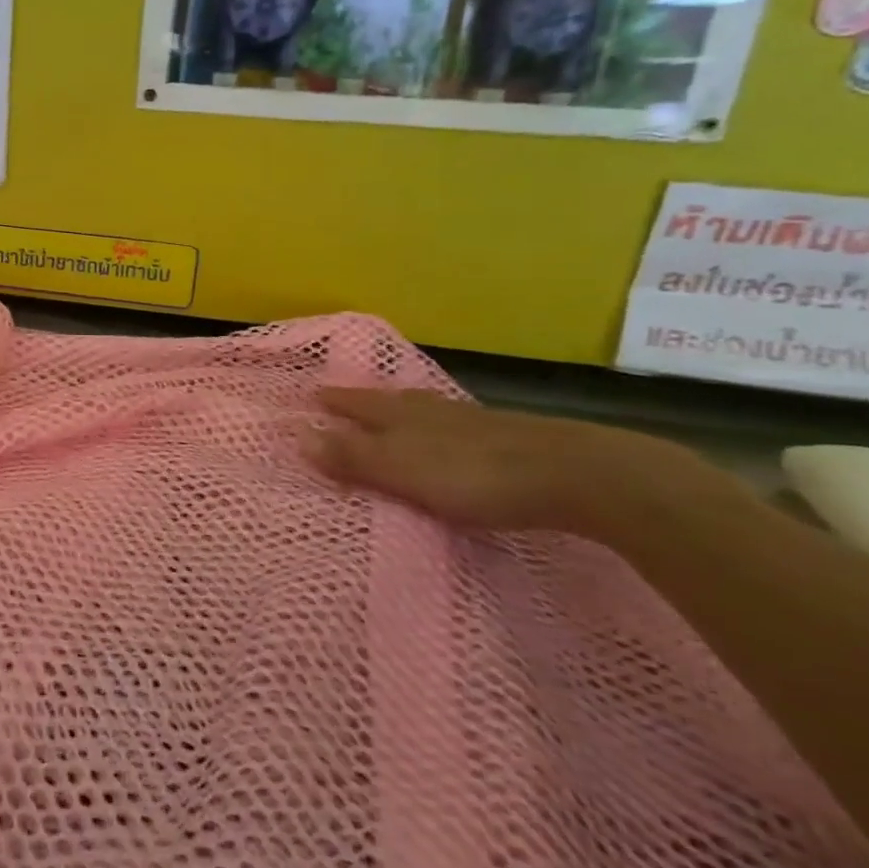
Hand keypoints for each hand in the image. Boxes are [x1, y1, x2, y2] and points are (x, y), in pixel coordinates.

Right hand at [309, 387, 714, 539]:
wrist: (572, 474)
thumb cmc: (470, 473)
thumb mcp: (400, 470)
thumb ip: (352, 456)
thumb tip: (296, 435)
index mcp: (401, 415)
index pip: (357, 404)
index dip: (334, 401)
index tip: (311, 393)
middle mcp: (431, 411)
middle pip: (389, 401)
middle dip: (364, 401)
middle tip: (343, 398)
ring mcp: (471, 422)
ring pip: (424, 410)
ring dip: (402, 411)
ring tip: (392, 412)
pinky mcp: (506, 439)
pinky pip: (454, 428)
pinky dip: (438, 429)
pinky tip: (449, 437)